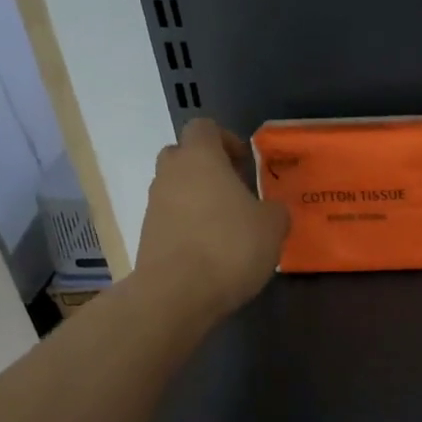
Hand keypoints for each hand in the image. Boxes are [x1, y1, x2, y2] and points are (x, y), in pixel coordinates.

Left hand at [133, 119, 289, 320]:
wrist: (177, 293)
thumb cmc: (230, 246)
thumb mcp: (273, 226)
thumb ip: (274, 210)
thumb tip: (269, 210)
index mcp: (200, 158)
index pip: (204, 127)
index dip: (226, 140)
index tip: (245, 164)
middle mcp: (171, 174)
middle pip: (184, 155)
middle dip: (208, 168)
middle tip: (236, 192)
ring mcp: (153, 205)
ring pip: (176, 189)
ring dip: (198, 200)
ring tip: (227, 227)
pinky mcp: (147, 235)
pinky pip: (171, 219)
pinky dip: (189, 227)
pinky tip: (211, 252)